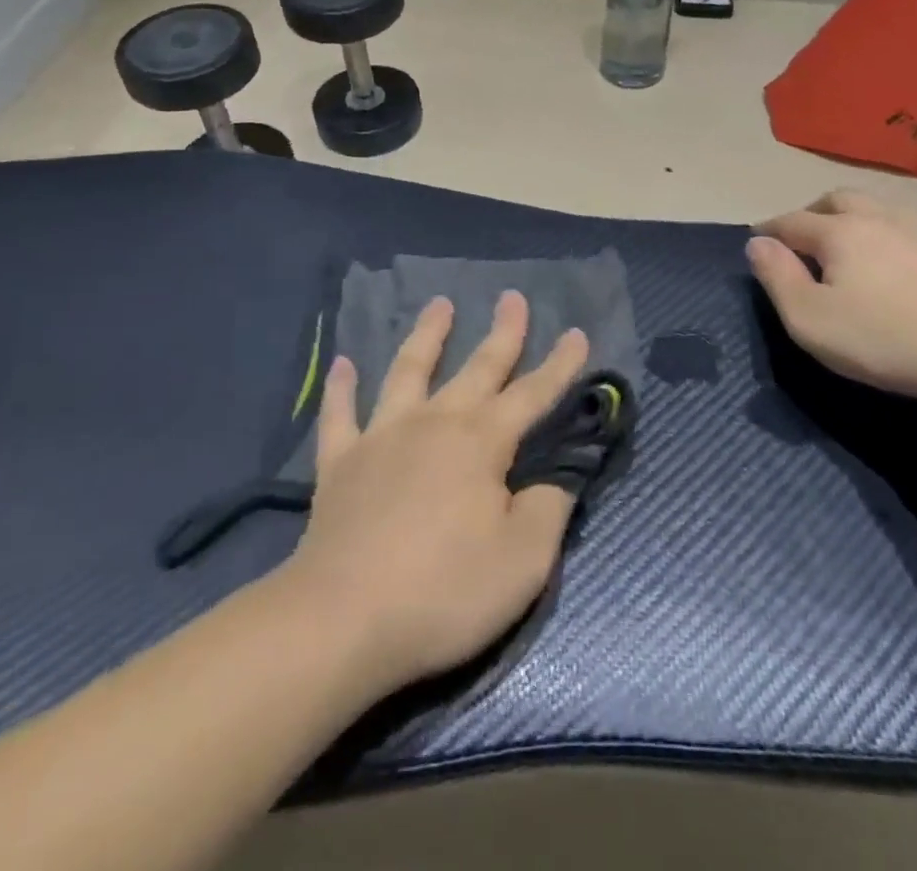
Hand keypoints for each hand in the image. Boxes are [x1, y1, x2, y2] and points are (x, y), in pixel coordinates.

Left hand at [284, 292, 587, 696]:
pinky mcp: (340, 463)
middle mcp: (434, 423)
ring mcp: (382, 437)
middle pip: (476, 368)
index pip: (532, 394)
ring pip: (408, 371)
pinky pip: (340, 414)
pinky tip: (341, 363)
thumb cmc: (444, 592)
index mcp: (481, 442)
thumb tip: (557, 477)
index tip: (576, 332)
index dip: (559, 366)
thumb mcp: (524, 561)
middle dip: (502, 333)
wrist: (342, 621)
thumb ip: (549, 509)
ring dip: (427, 335)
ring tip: (439, 304)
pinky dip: (341, 387)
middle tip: (512, 297)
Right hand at [747, 190, 916, 409]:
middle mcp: (879, 220)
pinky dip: (892, 240)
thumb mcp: (811, 319)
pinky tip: (900, 267)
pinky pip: (913, 233)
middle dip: (813, 211)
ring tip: (849, 243)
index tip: (756, 238)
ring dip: (856, 219)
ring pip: (880, 210)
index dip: (769, 230)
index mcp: (839, 233)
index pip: (792, 221)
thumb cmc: (886, 338)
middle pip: (838, 200)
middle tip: (802, 234)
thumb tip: (756, 244)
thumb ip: (777, 278)